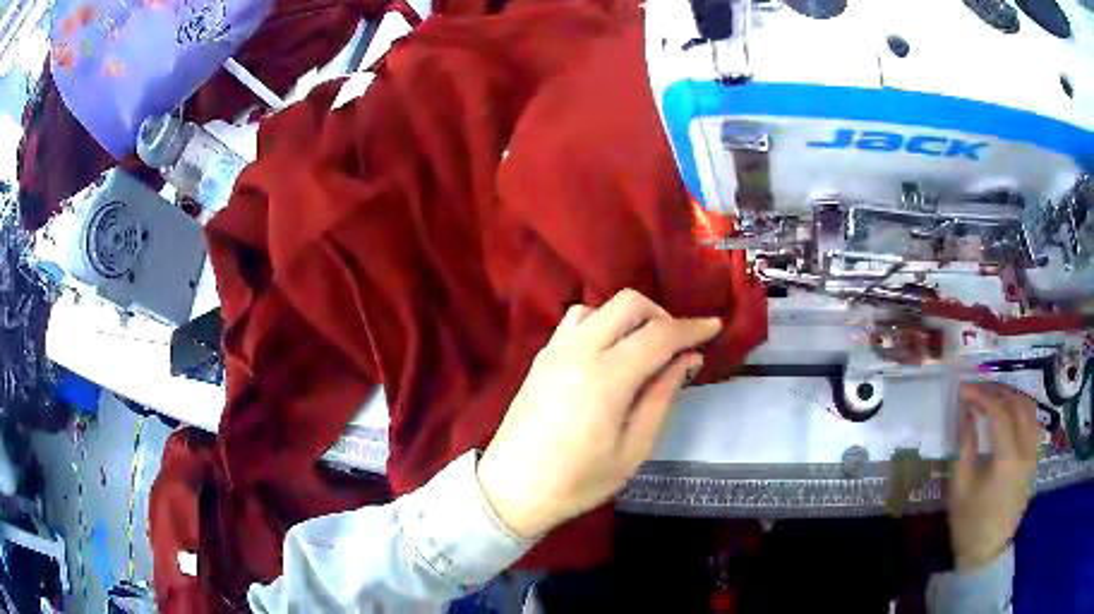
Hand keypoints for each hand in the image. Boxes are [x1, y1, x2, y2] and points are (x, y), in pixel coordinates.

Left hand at [476, 289, 721, 539]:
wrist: (511, 489)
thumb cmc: (577, 480)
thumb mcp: (633, 449)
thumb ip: (661, 397)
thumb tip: (687, 358)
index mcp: (606, 378)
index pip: (659, 334)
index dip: (692, 327)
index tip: (714, 327)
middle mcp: (578, 351)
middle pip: (628, 303)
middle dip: (661, 315)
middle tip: (676, 346)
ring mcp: (554, 350)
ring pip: (599, 307)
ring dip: (629, 318)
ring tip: (643, 350)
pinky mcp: (540, 358)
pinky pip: (576, 322)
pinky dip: (601, 325)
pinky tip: (608, 355)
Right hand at [949, 382, 1038, 571]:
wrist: (986, 552)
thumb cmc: (969, 524)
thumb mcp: (960, 486)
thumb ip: (965, 443)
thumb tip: (964, 409)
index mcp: (1007, 461)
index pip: (1000, 412)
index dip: (982, 395)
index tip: (964, 389)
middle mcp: (1026, 451)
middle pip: (1018, 403)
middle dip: (997, 391)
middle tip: (978, 389)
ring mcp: (1034, 454)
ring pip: (1029, 408)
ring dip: (1011, 396)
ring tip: (992, 396)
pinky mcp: (1035, 459)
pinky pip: (1032, 422)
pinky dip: (1020, 409)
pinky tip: (1007, 413)